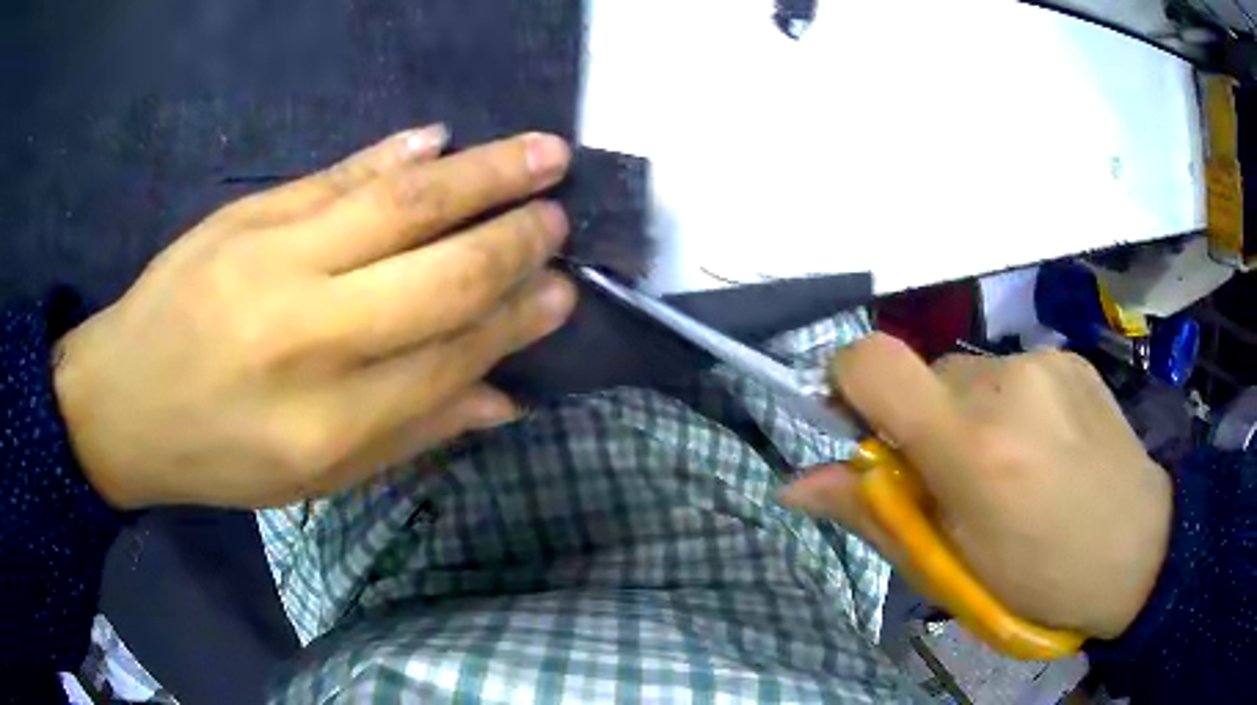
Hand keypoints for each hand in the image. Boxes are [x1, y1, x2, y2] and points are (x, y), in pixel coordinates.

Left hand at [54, 126, 576, 509]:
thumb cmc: (217, 454)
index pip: (449, 357)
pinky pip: (337, 174)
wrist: (123, 400)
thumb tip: (501, 398)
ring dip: (482, 174)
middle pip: (437, 275)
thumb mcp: (313, 477)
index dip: (515, 320)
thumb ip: (409, 433)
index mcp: (327, 422)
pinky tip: (441, 138)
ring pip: (399, 205)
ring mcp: (273, 259)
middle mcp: (309, 336)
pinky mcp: (247, 214)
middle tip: (561, 217)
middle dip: (513, 241)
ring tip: (543, 151)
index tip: (564, 291)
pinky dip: (395, 152)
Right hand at [780, 334, 1172, 639]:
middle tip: (956, 482)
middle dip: (922, 424)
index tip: (859, 429)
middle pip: (924, 376)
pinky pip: (1012, 372)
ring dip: (967, 416)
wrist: (1138, 548)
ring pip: (967, 375)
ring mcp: (1044, 362)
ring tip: (1009, 468)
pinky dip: (1009, 406)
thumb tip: (795, 486)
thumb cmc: (1038, 580)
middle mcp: (1006, 385)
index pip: (873, 362)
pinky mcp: (1070, 356)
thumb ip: (874, 515)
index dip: (846, 383)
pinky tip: (1045, 448)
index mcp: (972, 449)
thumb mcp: (950, 569)